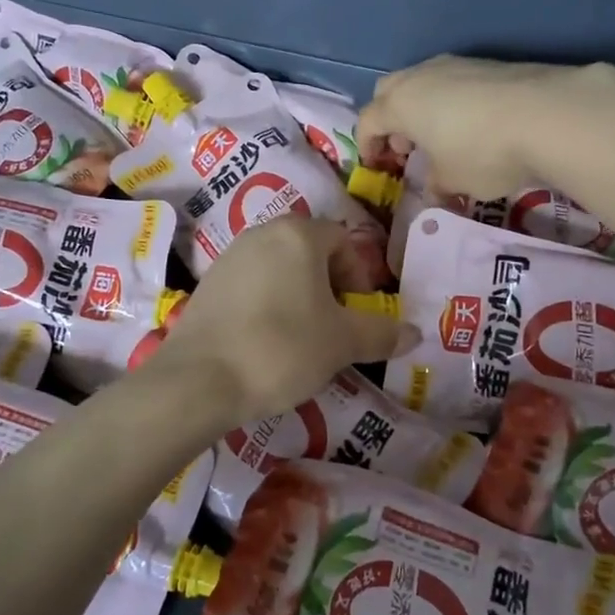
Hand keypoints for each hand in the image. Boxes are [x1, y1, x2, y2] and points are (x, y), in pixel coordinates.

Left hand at [148, 217, 415, 422]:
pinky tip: (265, 344)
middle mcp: (261, 234)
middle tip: (334, 327)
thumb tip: (415, 334)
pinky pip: (252, 287)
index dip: (359, 277)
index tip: (357, 314)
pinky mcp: (207, 285)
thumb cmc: (282, 348)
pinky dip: (268, 307)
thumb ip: (381, 333)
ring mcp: (229, 257)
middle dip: (329, 287)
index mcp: (298, 234)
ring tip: (302, 340)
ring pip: (280, 270)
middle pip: (310, 252)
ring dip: (299, 298)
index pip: (343, 241)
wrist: (199, 380)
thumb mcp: (342, 343)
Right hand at [356, 55, 597, 197]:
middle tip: (408, 147)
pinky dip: (451, 101)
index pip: (367, 121)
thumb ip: (435, 185)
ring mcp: (456, 64)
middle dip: (390, 119)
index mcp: (400, 104)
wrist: (547, 114)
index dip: (367, 145)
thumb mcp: (453, 180)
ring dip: (421, 108)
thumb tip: (433, 192)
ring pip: (423, 82)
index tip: (377, 165)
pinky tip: (473, 125)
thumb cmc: (482, 152)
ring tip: (442, 137)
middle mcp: (421, 76)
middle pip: (389, 92)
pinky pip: (454, 81)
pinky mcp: (488, 64)